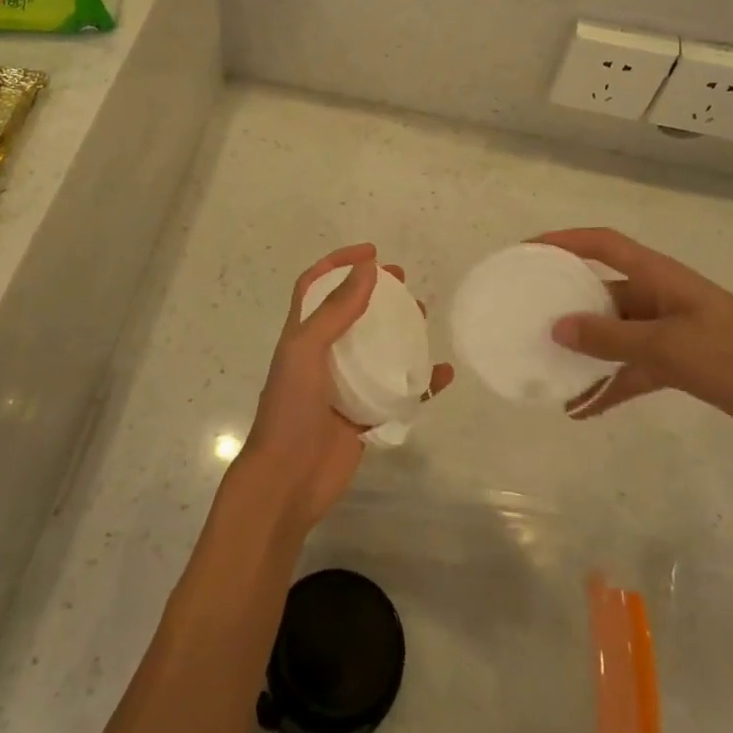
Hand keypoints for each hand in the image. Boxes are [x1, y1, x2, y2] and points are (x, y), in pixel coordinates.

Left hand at [237, 243, 454, 532]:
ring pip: (379, 349)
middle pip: (352, 313)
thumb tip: (367, 268)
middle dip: (376, 293)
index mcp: (302, 335)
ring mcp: (346, 385)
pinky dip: (422, 382)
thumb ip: (335, 311)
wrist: (288, 479)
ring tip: (425, 316)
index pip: (316, 287)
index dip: (338, 263)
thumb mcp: (307, 351)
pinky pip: (400, 391)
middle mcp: (324, 355)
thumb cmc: (290, 409)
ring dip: (401, 331)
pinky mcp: (366, 415)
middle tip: (404, 283)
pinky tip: (443, 373)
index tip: (372, 253)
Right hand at [537, 227, 732, 447]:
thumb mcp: (668, 346)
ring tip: (547, 370)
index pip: (602, 244)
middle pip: (602, 291)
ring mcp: (670, 331)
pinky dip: (609, 385)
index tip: (526, 253)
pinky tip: (582, 410)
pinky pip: (633, 368)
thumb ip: (610, 338)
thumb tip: (557, 326)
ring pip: (614, 334)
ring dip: (585, 353)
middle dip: (566, 303)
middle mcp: (659, 297)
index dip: (564, 241)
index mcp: (659, 277)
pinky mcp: (680, 362)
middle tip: (527, 317)